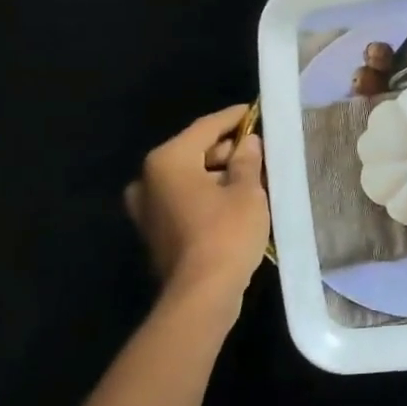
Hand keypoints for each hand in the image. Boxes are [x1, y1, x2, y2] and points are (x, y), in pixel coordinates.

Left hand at [124, 105, 268, 307]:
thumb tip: (248, 142)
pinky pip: (183, 199)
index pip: (206, 127)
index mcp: (167, 160)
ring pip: (188, 177)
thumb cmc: (226, 233)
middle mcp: (148, 179)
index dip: (234, 118)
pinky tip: (233, 200)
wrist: (201, 294)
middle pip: (193, 151)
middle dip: (226, 149)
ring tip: (252, 175)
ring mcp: (146, 207)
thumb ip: (247, 160)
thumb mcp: (247, 190)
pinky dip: (206, 194)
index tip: (255, 111)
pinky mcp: (154, 230)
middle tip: (259, 149)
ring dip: (217, 174)